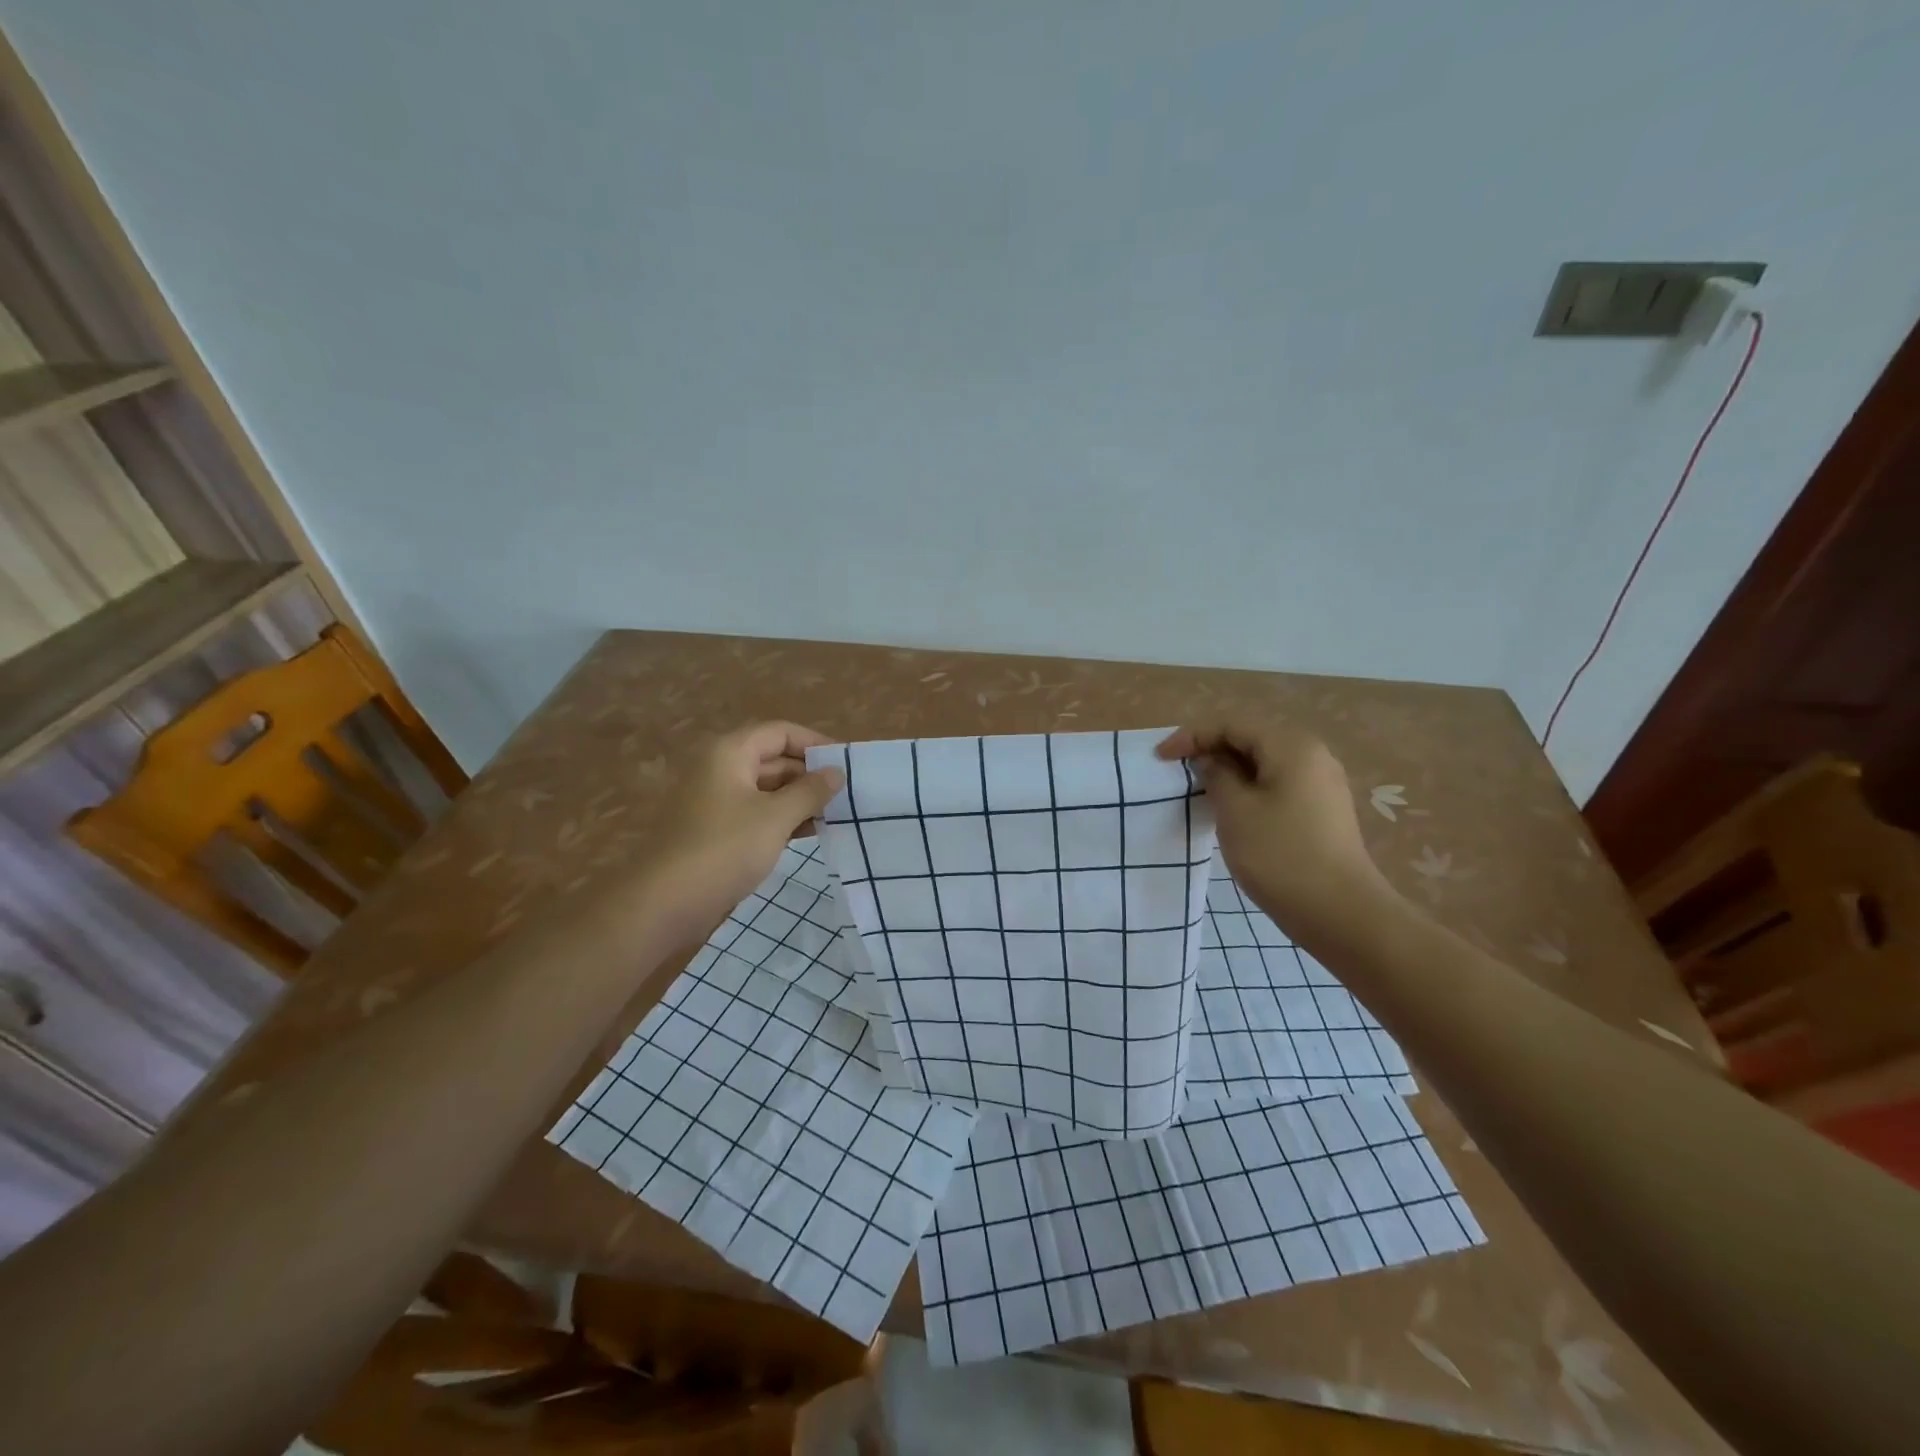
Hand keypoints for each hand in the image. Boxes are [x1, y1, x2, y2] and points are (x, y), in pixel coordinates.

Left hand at [636, 722, 843, 944]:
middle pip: (774, 758)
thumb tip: (836, 772)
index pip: (781, 732)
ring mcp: (716, 800)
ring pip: (767, 789)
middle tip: (847, 794)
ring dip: (799, 799)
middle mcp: (721, 769)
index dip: (815, 743)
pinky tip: (809, 833)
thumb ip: (810, 791)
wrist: (664, 903)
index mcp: (730, 753)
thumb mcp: (776, 817)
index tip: (846, 764)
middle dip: (810, 774)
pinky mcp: (715, 830)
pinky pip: (756, 813)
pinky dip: (782, 818)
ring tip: (836, 815)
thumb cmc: (724, 849)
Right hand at [1157, 718, 1400, 947]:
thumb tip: (1211, 760)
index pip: (1232, 724)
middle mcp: (1312, 755)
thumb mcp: (1235, 811)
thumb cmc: (1280, 856)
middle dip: (1210, 750)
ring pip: (1264, 763)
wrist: (1340, 913)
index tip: (1160, 757)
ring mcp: (1321, 783)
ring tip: (1199, 790)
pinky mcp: (1322, 810)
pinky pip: (1277, 784)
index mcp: (1291, 746)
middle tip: (1177, 771)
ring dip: (1228, 771)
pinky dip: (1249, 788)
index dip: (1191, 735)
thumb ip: (1216, 775)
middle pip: (1250, 738)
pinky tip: (1231, 809)